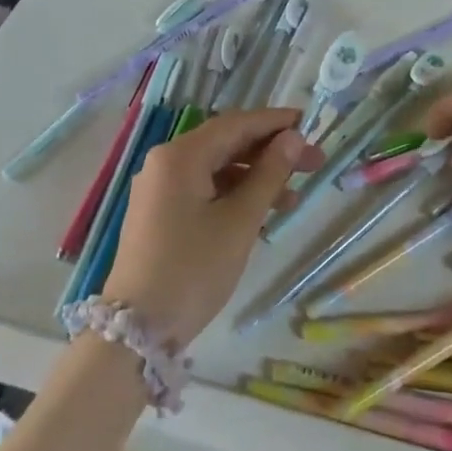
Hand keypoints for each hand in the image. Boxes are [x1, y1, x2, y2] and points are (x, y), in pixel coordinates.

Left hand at [103, 108, 322, 346]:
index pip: (236, 125)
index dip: (275, 122)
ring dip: (256, 176)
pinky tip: (264, 212)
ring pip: (217, 169)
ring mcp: (160, 189)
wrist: (138, 328)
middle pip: (226, 144)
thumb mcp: (240, 220)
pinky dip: (235, 194)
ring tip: (295, 196)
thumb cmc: (194, 268)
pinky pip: (205, 189)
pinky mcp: (161, 213)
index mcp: (180, 156)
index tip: (310, 123)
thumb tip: (292, 138)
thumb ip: (269, 174)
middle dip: (270, 151)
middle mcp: (166, 163)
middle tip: (313, 162)